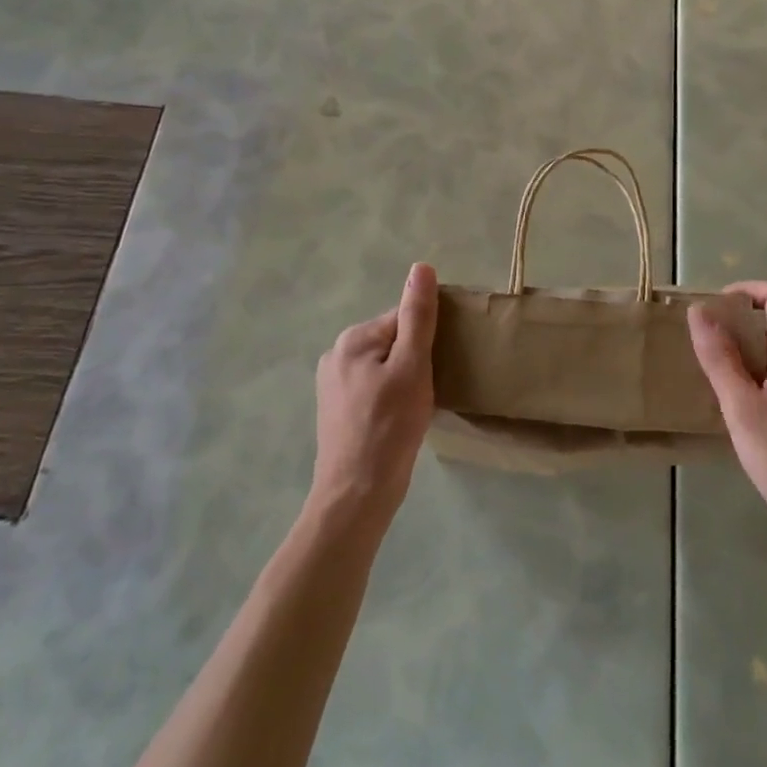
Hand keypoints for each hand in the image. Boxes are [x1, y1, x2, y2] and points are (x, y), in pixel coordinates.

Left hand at [311, 262, 438, 532]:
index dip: (426, 344)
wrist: (356, 497)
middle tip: (425, 394)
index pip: (404, 321)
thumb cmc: (389, 428)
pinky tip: (397, 422)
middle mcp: (336, 355)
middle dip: (415, 362)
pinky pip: (374, 389)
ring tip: (413, 411)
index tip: (434, 371)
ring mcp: (333, 385)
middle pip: (394, 342)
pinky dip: (390, 399)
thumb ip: (418, 316)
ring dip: (404, 381)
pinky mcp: (336, 411)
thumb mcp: (413, 366)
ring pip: (385, 367)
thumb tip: (422, 268)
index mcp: (353, 339)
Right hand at [689, 281, 766, 552]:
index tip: (715, 310)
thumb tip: (699, 310)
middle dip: (740, 327)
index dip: (745, 291)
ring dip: (751, 355)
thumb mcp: (742, 409)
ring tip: (722, 384)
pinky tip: (748, 412)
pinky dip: (765, 377)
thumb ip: (719, 358)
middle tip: (709, 352)